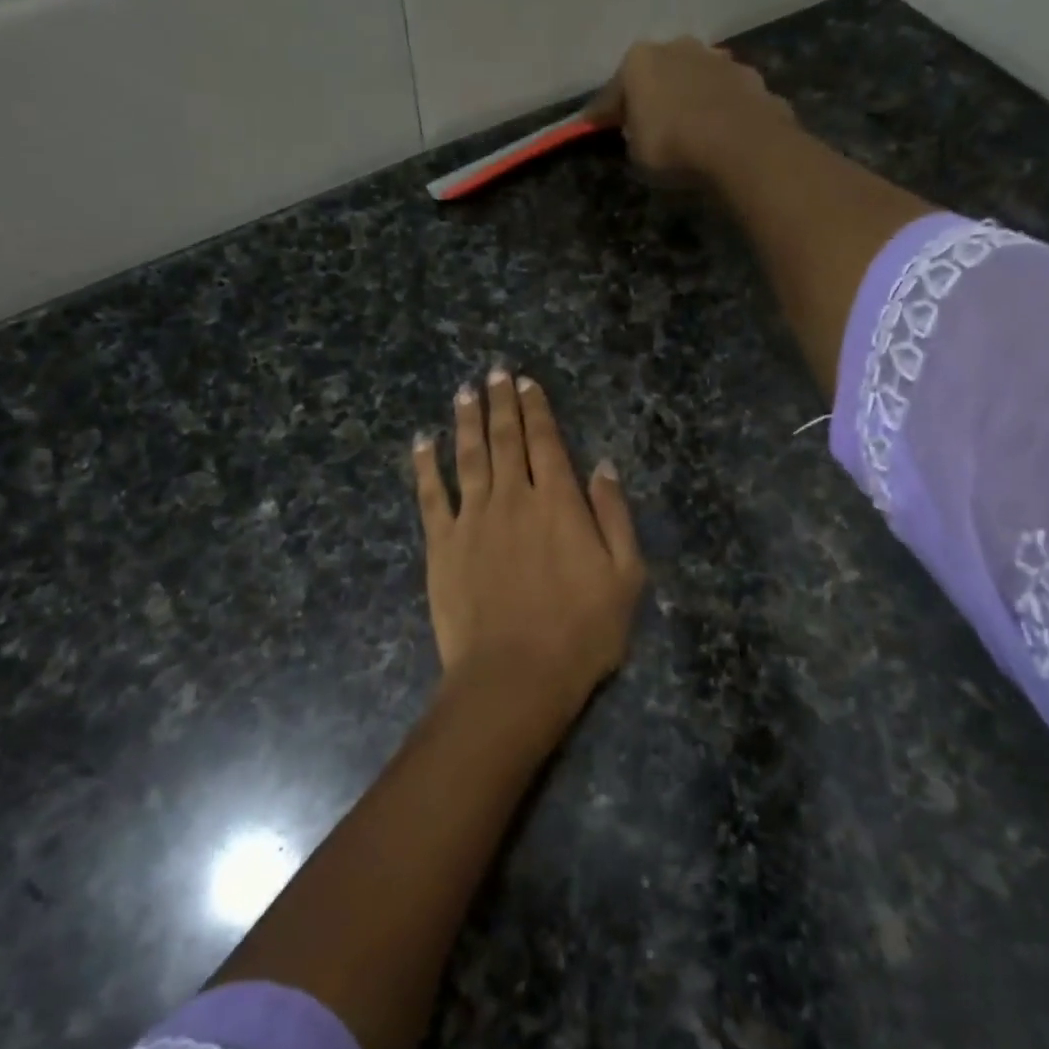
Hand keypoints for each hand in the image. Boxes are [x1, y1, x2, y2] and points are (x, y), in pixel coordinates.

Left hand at [412, 370, 644, 729]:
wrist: (515, 675)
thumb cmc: (581, 632)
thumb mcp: (626, 576)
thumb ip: (614, 516)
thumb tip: (603, 466)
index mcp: (559, 503)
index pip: (547, 443)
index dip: (537, 410)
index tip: (526, 383)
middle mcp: (514, 498)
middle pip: (506, 440)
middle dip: (501, 403)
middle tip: (494, 373)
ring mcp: (473, 519)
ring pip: (469, 456)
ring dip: (466, 421)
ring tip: (464, 392)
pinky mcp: (441, 544)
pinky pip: (431, 494)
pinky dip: (426, 464)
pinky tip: (422, 441)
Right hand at [586, 37, 796, 179]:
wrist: (740, 143)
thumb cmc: (673, 146)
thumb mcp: (636, 153)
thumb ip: (632, 136)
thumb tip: (637, 131)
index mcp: (638, 61)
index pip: (611, 93)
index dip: (602, 115)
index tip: (593, 129)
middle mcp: (676, 46)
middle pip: (655, 75)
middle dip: (650, 96)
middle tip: (646, 125)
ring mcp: (715, 57)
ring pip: (692, 79)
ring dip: (686, 97)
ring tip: (687, 128)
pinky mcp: (748, 75)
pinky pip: (722, 94)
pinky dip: (716, 108)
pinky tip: (717, 130)